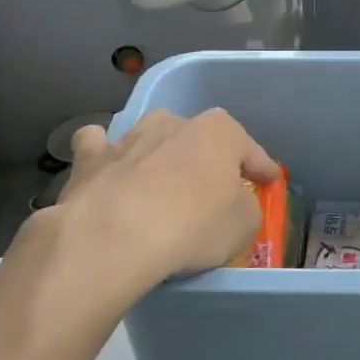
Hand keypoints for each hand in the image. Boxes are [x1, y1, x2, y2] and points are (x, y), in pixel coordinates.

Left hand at [42, 108, 280, 301]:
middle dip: (205, 158)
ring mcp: (130, 137)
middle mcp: (175, 123)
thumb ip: (244, 208)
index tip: (269, 181)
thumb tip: (235, 205)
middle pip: (198, 138)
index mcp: (220, 132)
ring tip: (160, 181)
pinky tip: (108, 170)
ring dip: (158, 154)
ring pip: (150, 136)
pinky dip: (105, 155)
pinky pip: (98, 146)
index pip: (250, 150)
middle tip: (211, 187)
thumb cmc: (192, 226)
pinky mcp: (90, 158)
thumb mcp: (241, 226)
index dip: (261, 167)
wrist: (114, 236)